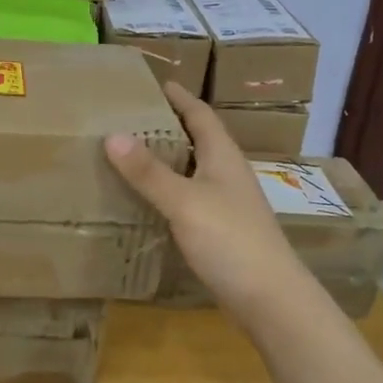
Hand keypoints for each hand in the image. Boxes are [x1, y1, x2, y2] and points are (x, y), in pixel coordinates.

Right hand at [103, 83, 310, 322]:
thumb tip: (112, 135)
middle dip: (167, 125)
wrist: (271, 300)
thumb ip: (149, 171)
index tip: (153, 82)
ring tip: (130, 154)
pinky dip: (168, 191)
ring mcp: (227, 203)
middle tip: (129, 117)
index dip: (178, 97)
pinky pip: (190, 198)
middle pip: (197, 139)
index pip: (200, 113)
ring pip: (193, 169)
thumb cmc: (230, 240)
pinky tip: (147, 201)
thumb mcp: (184, 201)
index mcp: (222, 155)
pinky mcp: (222, 230)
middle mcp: (227, 173)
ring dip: (167, 159)